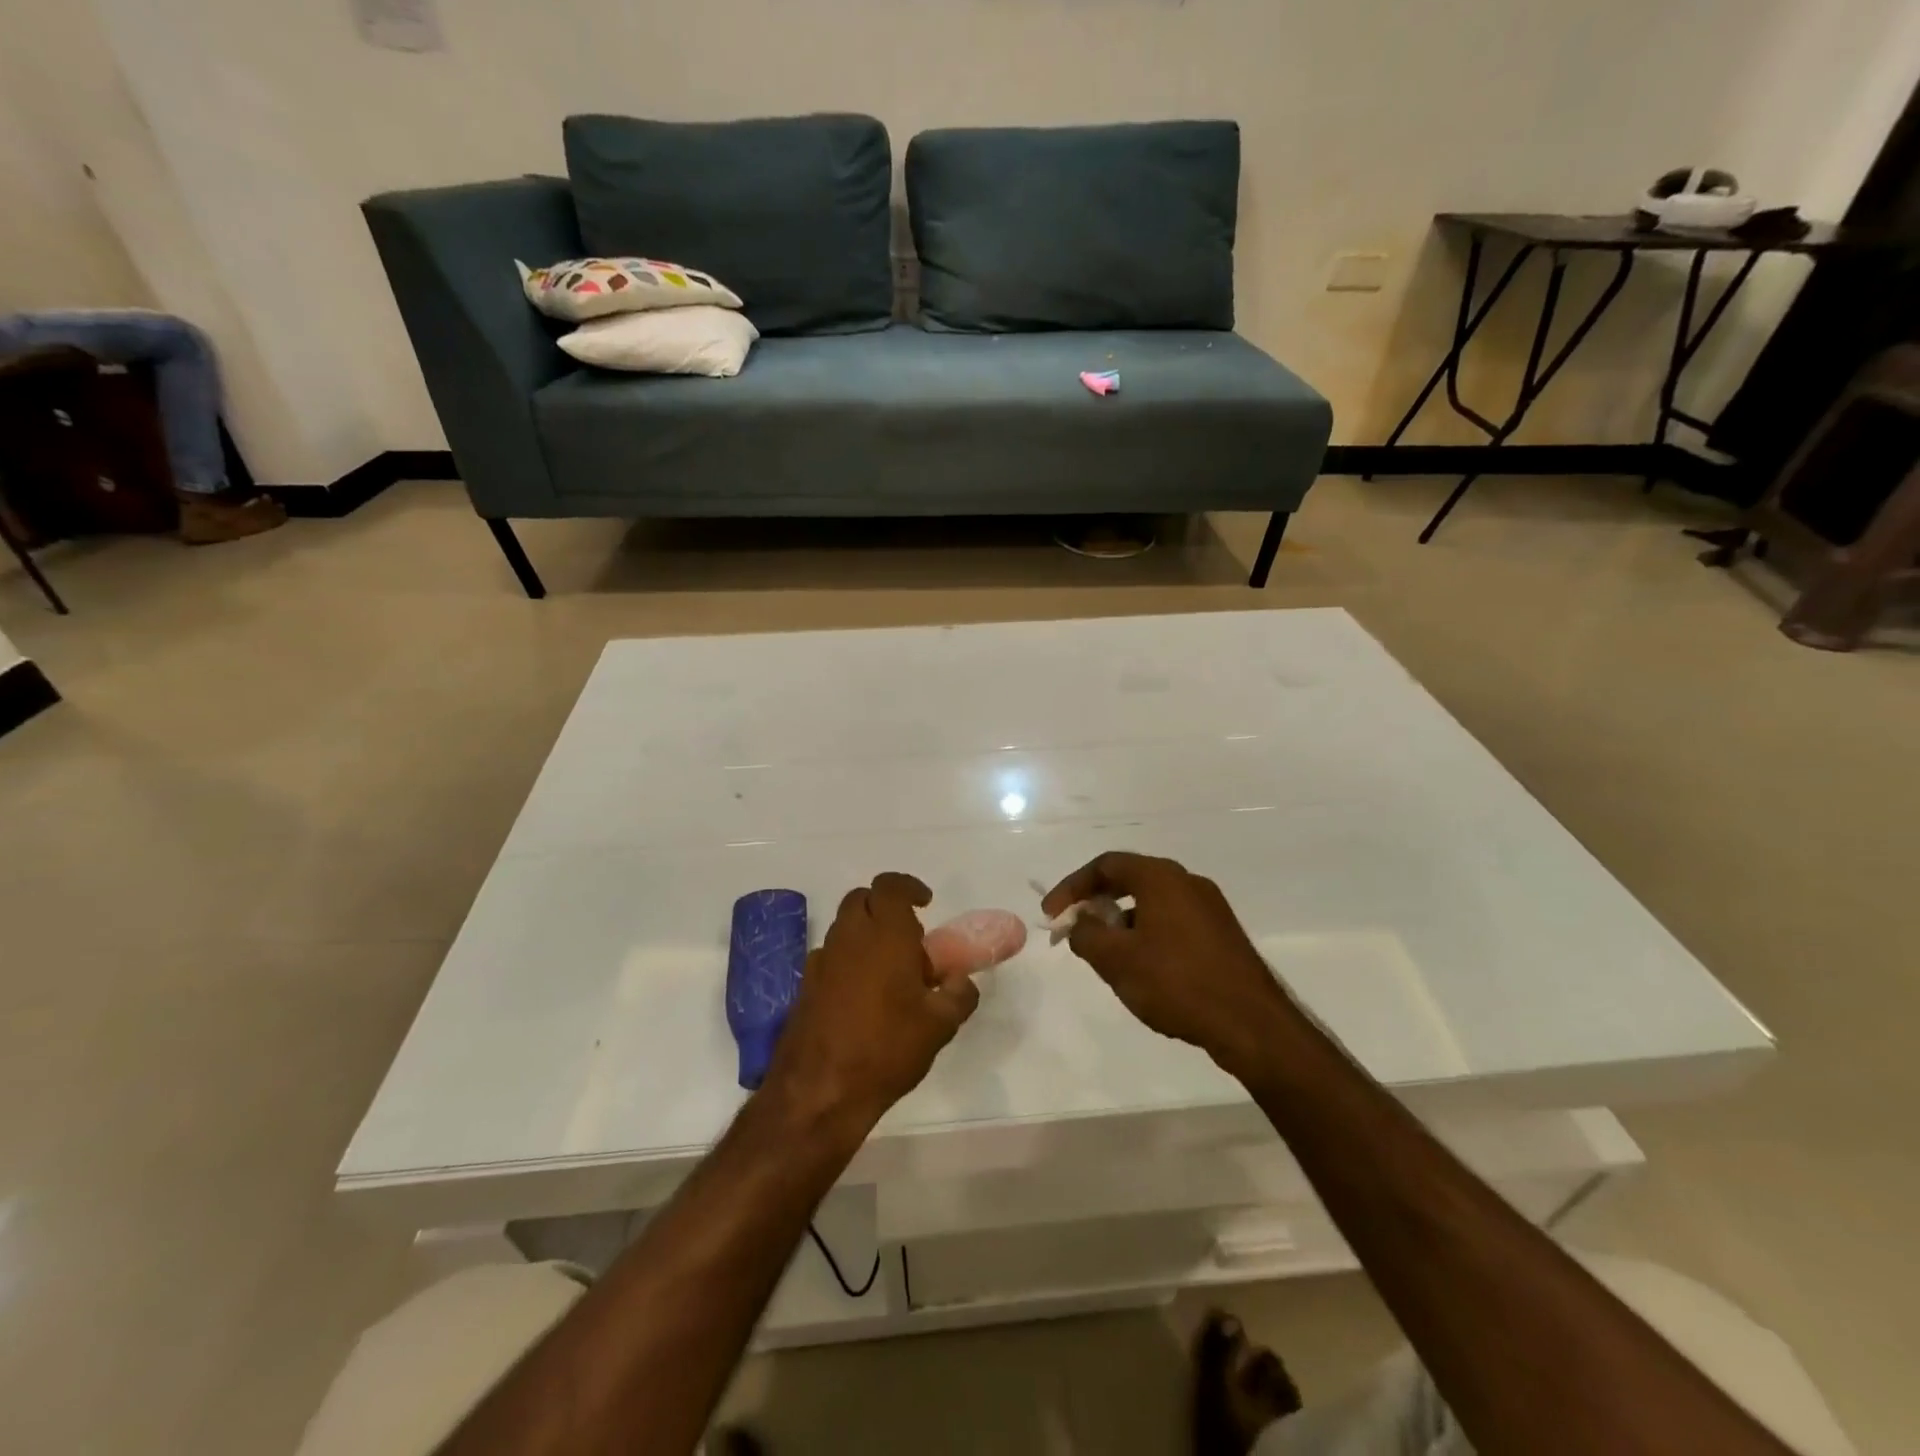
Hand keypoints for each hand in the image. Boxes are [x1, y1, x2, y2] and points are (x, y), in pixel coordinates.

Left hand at [764, 873, 978, 1131]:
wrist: (819, 1090)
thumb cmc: (887, 1048)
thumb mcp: (939, 1025)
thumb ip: (958, 995)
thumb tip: (962, 982)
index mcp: (885, 934)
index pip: (890, 886)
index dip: (908, 887)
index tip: (925, 904)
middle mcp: (849, 937)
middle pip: (862, 899)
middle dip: (885, 907)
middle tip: (909, 937)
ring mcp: (822, 960)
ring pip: (844, 927)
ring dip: (866, 934)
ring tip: (890, 971)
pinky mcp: (805, 985)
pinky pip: (830, 956)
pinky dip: (848, 960)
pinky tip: (863, 996)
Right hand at [1042, 852, 1293, 1077]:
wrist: (1252, 1025)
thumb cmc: (1177, 983)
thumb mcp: (1116, 960)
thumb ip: (1086, 935)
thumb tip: (1079, 923)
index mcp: (1161, 877)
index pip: (1105, 865)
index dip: (1071, 887)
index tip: (1051, 915)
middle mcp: (1187, 882)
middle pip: (1129, 880)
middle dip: (1095, 904)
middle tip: (1074, 931)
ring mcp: (1209, 908)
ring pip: (1151, 903)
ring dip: (1121, 923)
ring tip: (1106, 957)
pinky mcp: (1221, 934)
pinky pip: (1172, 922)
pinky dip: (1147, 935)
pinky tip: (1142, 970)